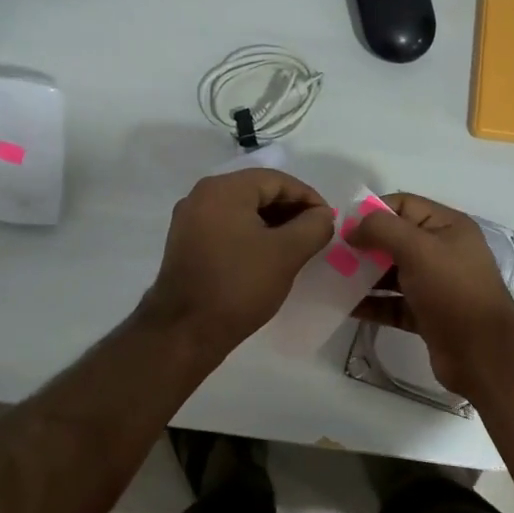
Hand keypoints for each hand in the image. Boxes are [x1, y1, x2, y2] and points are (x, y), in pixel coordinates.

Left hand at [141, 169, 332, 353]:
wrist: (185, 332)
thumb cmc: (239, 285)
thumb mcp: (287, 254)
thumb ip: (314, 226)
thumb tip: (322, 215)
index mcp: (224, 189)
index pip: (277, 180)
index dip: (308, 198)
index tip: (328, 222)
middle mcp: (202, 196)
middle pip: (258, 192)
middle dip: (291, 211)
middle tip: (315, 234)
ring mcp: (190, 220)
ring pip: (243, 211)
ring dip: (273, 224)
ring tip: (297, 248)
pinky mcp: (187, 244)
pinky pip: (227, 228)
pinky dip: (252, 236)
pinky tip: (268, 257)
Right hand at [347, 192, 513, 392]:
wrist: (483, 353)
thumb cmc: (453, 291)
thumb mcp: (418, 248)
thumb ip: (382, 229)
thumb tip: (353, 229)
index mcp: (448, 227)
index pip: (404, 205)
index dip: (372, 211)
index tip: (342, 227)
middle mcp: (443, 252)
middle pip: (395, 239)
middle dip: (364, 245)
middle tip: (331, 254)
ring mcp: (436, 285)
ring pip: (392, 273)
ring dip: (364, 275)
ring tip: (331, 279)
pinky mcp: (427, 315)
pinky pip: (394, 303)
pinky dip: (372, 303)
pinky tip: (345, 306)